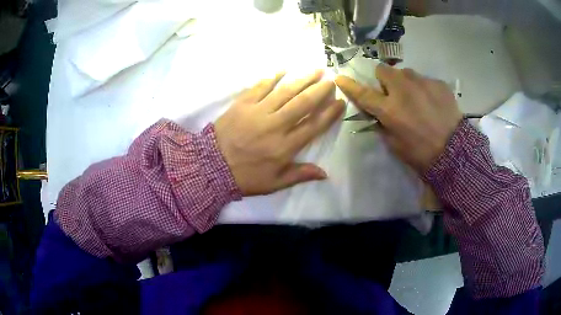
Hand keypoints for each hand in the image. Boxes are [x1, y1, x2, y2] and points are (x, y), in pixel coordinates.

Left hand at [215, 71, 344, 195]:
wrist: (211, 167)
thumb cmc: (245, 177)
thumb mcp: (274, 183)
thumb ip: (299, 175)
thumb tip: (325, 174)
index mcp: (285, 147)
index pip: (314, 126)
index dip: (329, 113)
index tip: (340, 102)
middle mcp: (275, 126)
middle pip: (303, 104)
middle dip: (320, 90)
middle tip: (331, 79)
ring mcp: (258, 112)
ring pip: (285, 91)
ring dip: (303, 79)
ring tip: (316, 69)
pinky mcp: (242, 104)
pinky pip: (260, 86)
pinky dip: (273, 77)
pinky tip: (284, 69)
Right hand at [335, 64, 462, 172]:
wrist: (455, 152)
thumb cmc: (421, 154)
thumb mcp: (395, 145)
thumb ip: (383, 125)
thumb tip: (378, 115)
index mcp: (390, 109)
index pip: (363, 93)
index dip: (350, 85)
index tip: (340, 77)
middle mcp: (403, 90)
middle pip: (383, 70)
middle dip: (384, 79)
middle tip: (393, 93)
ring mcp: (422, 83)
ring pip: (405, 73)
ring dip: (405, 83)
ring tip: (417, 98)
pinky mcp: (438, 83)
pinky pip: (425, 80)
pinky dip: (424, 88)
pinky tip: (433, 103)